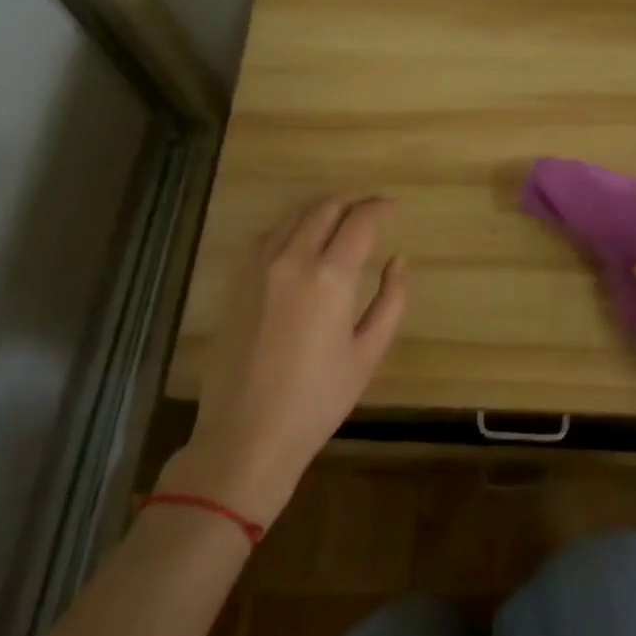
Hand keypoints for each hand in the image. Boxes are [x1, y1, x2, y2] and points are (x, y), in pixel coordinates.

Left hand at [158, 195, 407, 523]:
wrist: (246, 435)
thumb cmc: (317, 400)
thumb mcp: (368, 353)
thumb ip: (391, 300)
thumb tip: (398, 261)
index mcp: (330, 276)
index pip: (360, 220)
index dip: (381, 207)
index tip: (395, 207)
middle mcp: (292, 259)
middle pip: (325, 208)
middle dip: (353, 200)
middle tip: (372, 206)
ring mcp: (259, 268)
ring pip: (293, 216)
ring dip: (322, 208)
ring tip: (341, 216)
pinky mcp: (237, 282)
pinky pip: (268, 236)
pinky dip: (292, 225)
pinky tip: (302, 238)